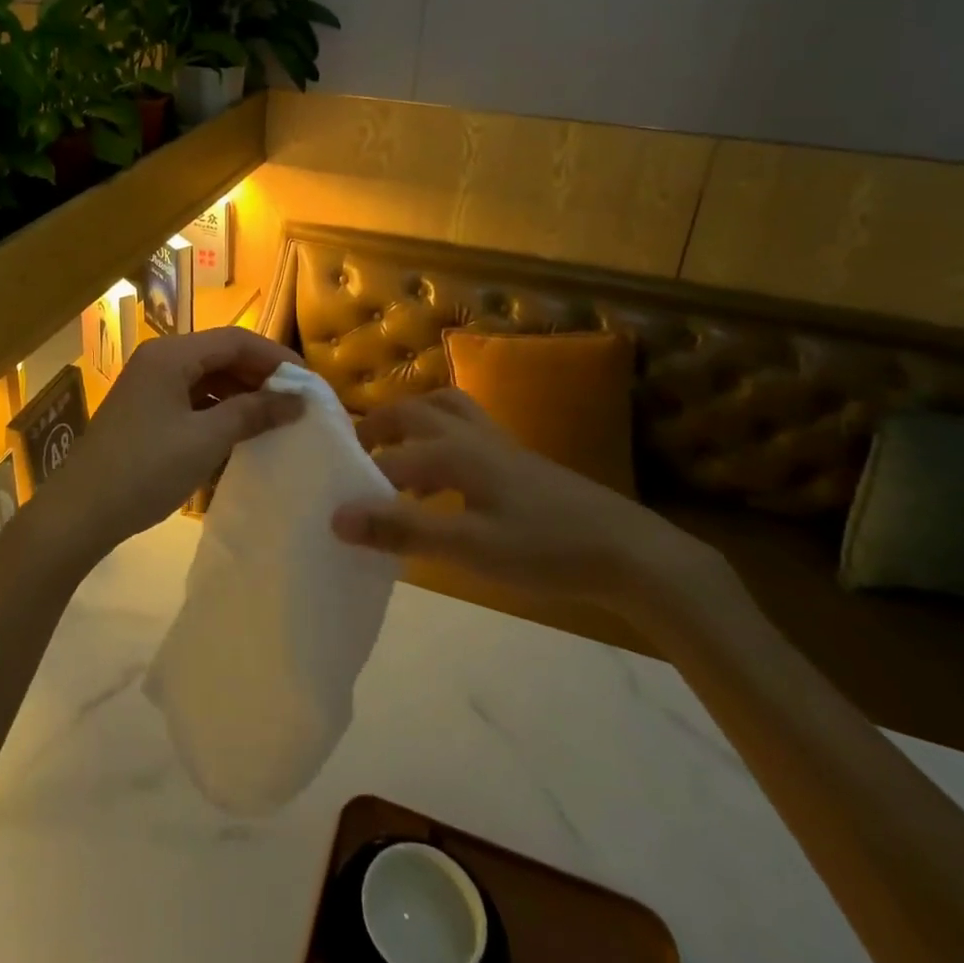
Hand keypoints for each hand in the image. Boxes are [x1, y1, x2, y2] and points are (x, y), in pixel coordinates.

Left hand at [33, 327, 304, 567]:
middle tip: (296, 403)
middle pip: (220, 355)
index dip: (275, 357)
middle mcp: (159, 359)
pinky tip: (239, 432)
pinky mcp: (145, 411)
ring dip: (241, 394)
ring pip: (207, 377)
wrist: (80, 512)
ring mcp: (149, 385)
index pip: (235, 339)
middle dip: (260, 376)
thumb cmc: (146, 468)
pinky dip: (218, 410)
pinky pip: (191, 399)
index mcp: (171, 354)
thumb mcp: (206, 439)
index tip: (309, 382)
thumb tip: (298, 400)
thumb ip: (254, 413)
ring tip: (274, 418)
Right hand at [330, 388, 715, 615]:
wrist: (629, 552)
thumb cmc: (543, 548)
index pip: (390, 457)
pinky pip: (468, 431)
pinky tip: (446, 479)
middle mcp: (472, 435)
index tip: (334, 501)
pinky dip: (442, 440)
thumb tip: (336, 517)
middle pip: (415, 410)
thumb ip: (401, 529)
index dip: (359, 478)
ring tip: (396, 457)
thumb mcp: (468, 546)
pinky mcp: (520, 461)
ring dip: (413, 423)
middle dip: (379, 426)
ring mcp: (500, 445)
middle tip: (356, 453)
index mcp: (454, 451)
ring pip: (446, 411)